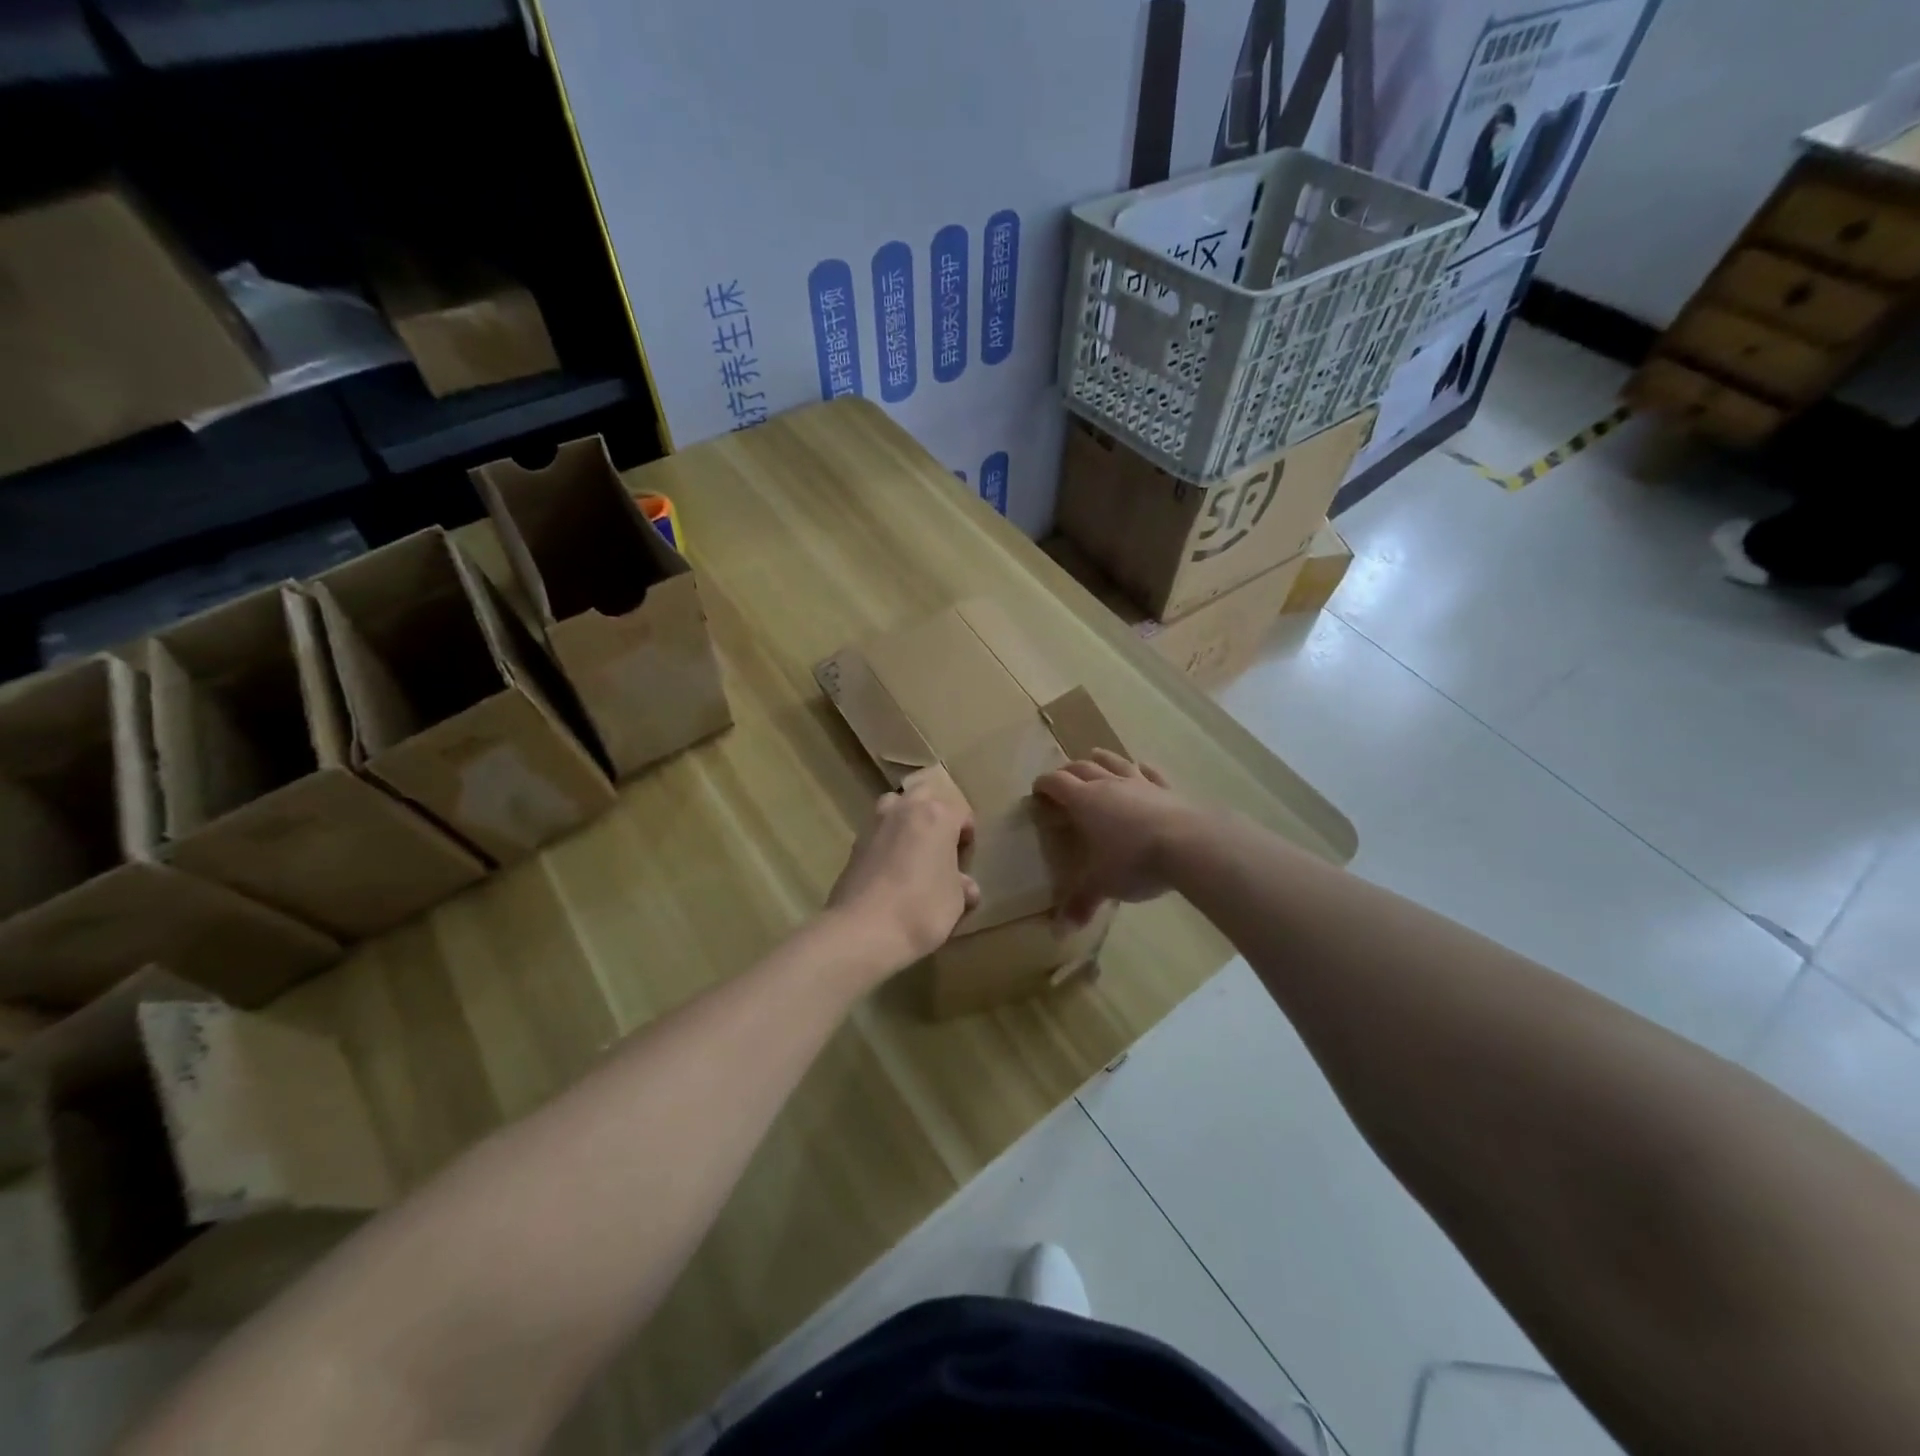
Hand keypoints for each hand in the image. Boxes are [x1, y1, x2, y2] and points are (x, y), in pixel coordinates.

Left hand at [827, 767, 979, 975]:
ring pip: (894, 807)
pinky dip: (886, 842)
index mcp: (937, 816)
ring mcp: (875, 824)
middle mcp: (905, 809)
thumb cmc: (922, 910)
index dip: (966, 833)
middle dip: (934, 814)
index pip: (960, 813)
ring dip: (905, 820)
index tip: (965, 856)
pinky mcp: (854, 844)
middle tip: (940, 845)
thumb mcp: (956, 902)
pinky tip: (890, 871)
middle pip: (924, 797)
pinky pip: (877, 833)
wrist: (864, 930)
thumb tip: (965, 886)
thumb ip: (962, 886)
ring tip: (912, 851)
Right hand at [1033, 749, 1194, 927]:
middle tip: (1061, 778)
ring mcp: (1140, 783)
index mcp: (1084, 801)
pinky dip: (1141, 769)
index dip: (1044, 784)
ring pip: (1115, 762)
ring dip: (1102, 759)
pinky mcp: (1167, 789)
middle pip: (1082, 768)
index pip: (1057, 783)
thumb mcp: (1102, 885)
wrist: (1189, 844)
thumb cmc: (1133, 861)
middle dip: (1068, 771)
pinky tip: (1141, 767)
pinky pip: (1150, 773)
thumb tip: (1058, 932)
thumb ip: (1081, 903)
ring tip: (1094, 756)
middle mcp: (1108, 785)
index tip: (1037, 790)